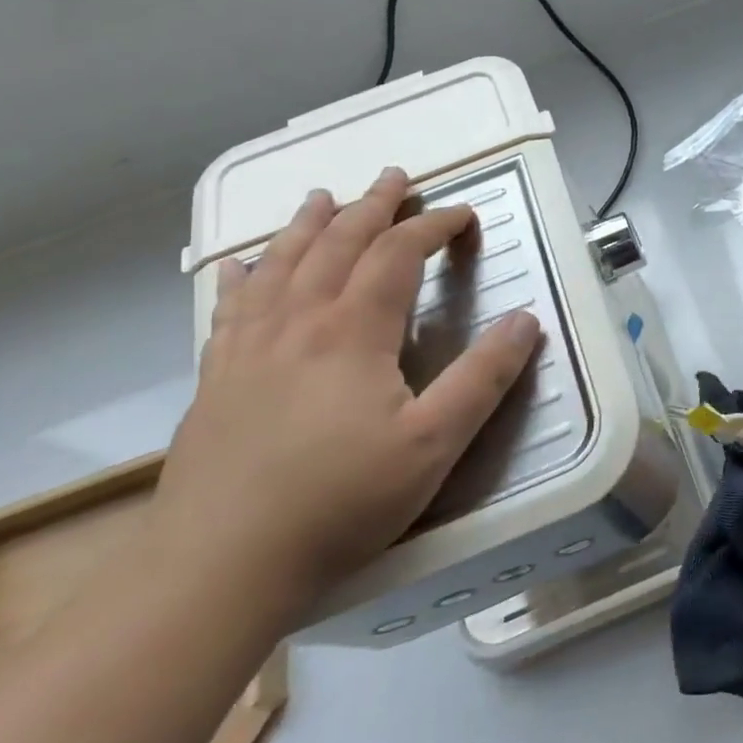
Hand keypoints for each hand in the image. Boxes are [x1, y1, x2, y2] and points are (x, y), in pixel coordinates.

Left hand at [151, 167, 540, 618]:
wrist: (219, 564)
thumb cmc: (339, 502)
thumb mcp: (434, 444)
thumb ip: (483, 378)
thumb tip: (525, 320)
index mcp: (353, 331)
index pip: (398, 254)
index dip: (433, 226)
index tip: (462, 215)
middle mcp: (298, 322)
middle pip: (337, 244)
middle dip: (372, 206)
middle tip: (394, 178)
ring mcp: (249, 347)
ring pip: (280, 264)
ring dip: (308, 225)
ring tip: (323, 197)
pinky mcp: (216, 377)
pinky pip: (230, 307)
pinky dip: (241, 276)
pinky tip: (237, 266)